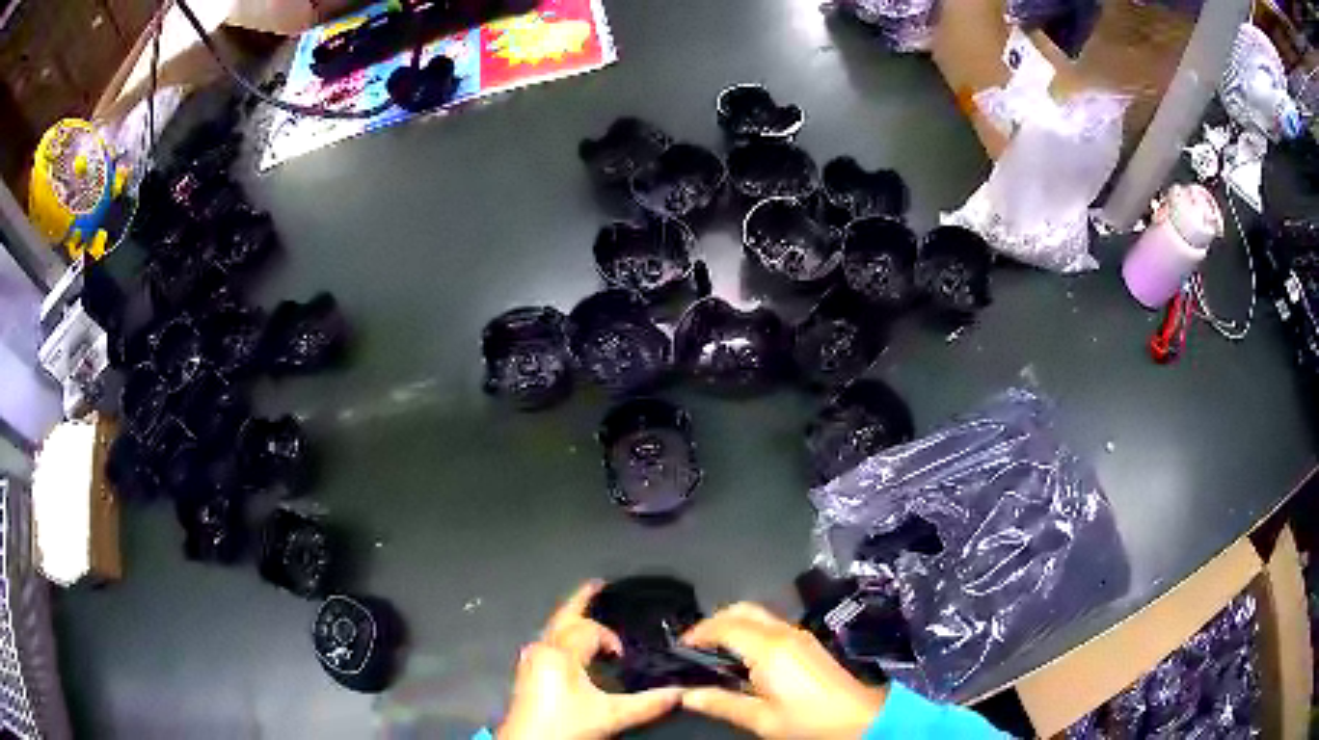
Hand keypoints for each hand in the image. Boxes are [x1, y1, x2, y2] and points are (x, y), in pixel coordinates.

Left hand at [498, 581, 681, 739]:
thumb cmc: (566, 726)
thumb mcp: (610, 717)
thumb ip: (647, 704)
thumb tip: (681, 693)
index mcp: (560, 652)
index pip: (590, 629)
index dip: (611, 639)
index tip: (625, 658)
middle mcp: (542, 649)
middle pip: (563, 617)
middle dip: (581, 600)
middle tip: (598, 584)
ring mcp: (531, 659)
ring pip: (553, 630)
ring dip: (571, 620)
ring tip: (589, 613)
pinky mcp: (528, 672)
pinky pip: (549, 642)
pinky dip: (564, 636)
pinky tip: (575, 648)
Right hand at [680, 603, 885, 738]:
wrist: (859, 718)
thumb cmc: (808, 721)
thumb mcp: (760, 719)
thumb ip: (721, 703)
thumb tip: (685, 695)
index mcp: (769, 648)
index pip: (725, 626)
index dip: (698, 632)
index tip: (679, 647)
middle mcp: (784, 632)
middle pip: (742, 610)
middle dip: (714, 621)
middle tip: (695, 645)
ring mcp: (799, 635)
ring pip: (758, 615)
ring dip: (732, 624)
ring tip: (714, 651)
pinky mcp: (808, 642)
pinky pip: (771, 624)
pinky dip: (749, 630)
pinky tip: (742, 656)